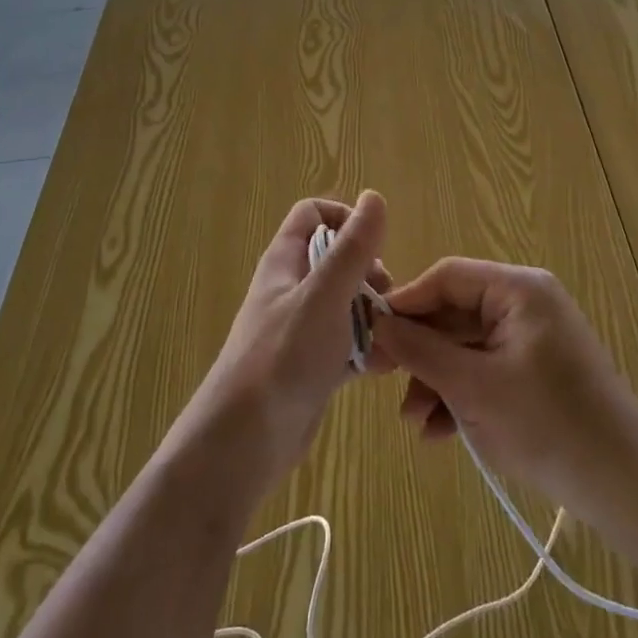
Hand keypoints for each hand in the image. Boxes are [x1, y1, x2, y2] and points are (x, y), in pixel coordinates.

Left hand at [183, 192, 389, 502]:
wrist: (245, 441)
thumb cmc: (283, 357)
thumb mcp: (324, 296)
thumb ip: (352, 248)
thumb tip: (373, 196)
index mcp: (284, 262)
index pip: (313, 215)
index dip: (344, 218)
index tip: (373, 245)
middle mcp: (292, 290)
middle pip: (337, 260)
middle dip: (370, 273)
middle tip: (387, 298)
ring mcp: (301, 329)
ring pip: (347, 304)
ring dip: (374, 314)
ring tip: (393, 335)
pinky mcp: (312, 365)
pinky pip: (347, 345)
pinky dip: (367, 350)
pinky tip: (385, 365)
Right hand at [373, 259, 637, 520]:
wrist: (624, 484)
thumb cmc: (546, 423)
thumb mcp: (472, 386)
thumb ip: (421, 350)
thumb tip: (377, 323)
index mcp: (518, 289)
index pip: (447, 277)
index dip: (406, 303)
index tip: (371, 336)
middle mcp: (526, 303)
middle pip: (455, 314)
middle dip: (420, 353)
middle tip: (381, 381)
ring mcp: (533, 339)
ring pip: (466, 347)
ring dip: (436, 381)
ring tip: (415, 422)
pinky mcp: (536, 372)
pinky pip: (486, 370)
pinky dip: (462, 395)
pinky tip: (440, 433)